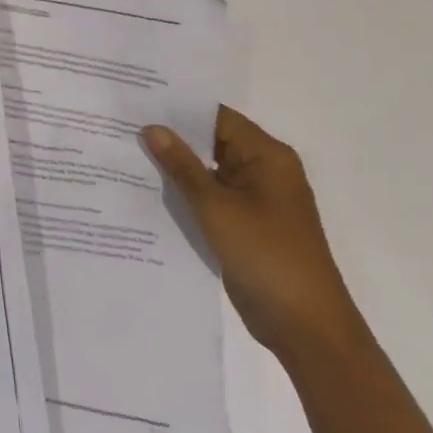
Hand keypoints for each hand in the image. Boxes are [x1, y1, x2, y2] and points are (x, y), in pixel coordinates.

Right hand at [142, 105, 361, 360]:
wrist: (307, 330)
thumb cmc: (266, 256)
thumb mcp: (216, 207)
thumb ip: (182, 166)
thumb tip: (152, 127)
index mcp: (267, 156)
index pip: (217, 117)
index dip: (179, 108)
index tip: (139, 101)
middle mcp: (264, 170)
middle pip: (213, 141)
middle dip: (173, 138)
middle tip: (125, 126)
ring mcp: (257, 200)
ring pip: (210, 171)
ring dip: (177, 168)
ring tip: (128, 153)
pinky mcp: (247, 225)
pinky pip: (213, 198)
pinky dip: (188, 194)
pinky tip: (150, 191)